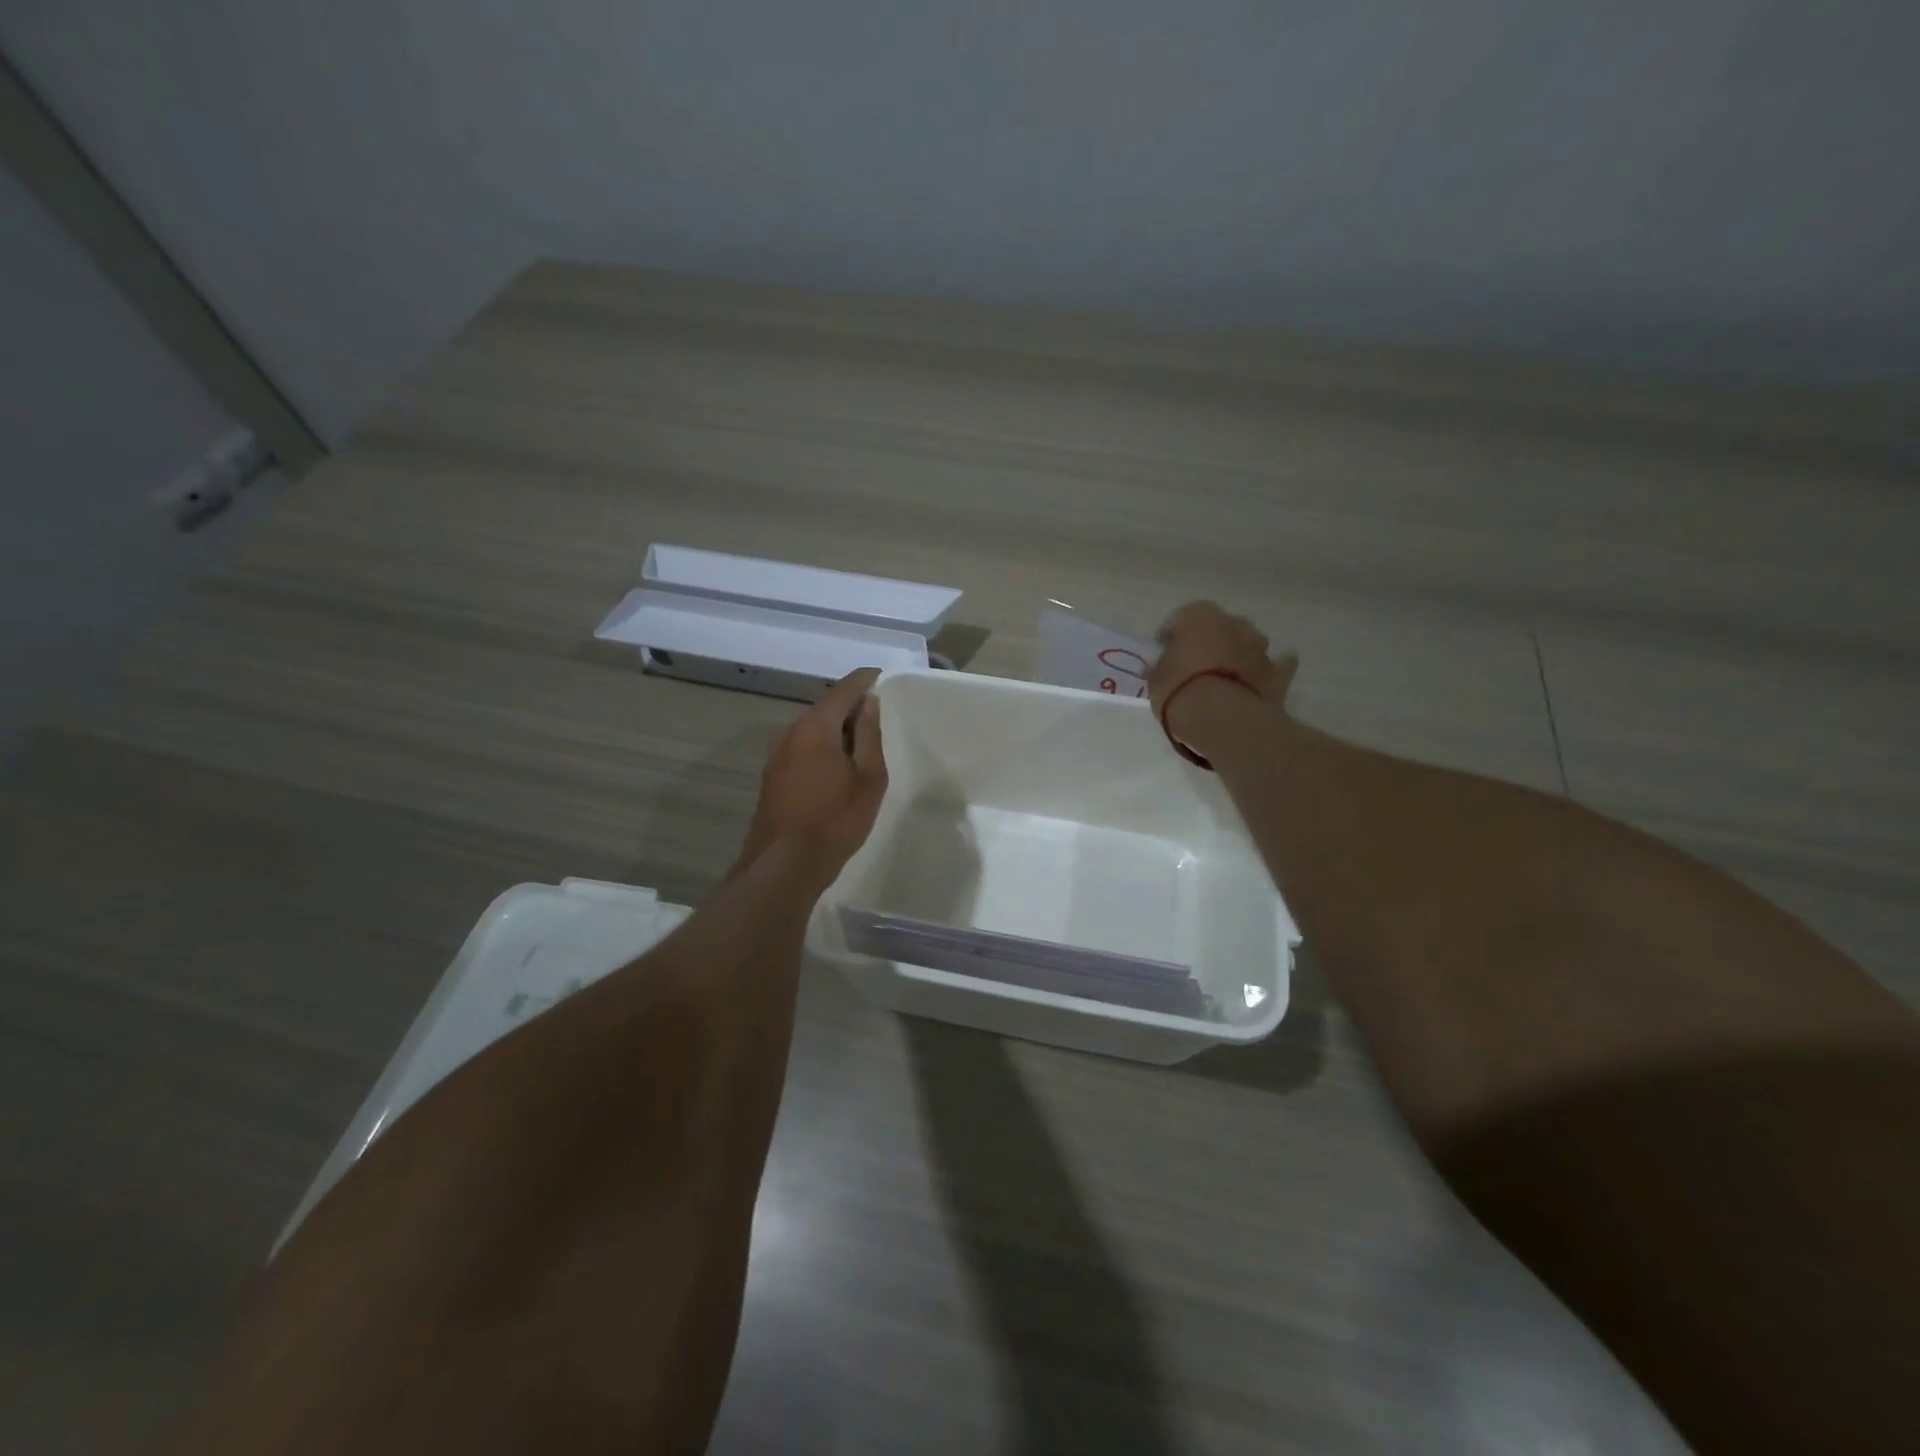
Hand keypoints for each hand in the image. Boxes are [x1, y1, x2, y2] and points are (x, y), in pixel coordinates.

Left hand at [732, 668, 887, 888]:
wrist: (784, 865)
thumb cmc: (836, 820)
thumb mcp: (868, 777)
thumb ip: (869, 735)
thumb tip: (868, 702)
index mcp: (815, 727)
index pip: (843, 690)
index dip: (863, 680)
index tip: (880, 675)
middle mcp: (790, 733)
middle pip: (824, 708)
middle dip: (849, 706)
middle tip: (876, 712)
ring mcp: (776, 756)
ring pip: (811, 730)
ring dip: (835, 729)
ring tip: (861, 741)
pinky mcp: (771, 777)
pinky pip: (801, 748)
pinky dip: (821, 746)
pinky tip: (836, 764)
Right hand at [1148, 602, 1296, 744]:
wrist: (1224, 720)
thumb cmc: (1180, 691)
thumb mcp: (1155, 680)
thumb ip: (1159, 668)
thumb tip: (1159, 666)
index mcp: (1200, 616)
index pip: (1179, 619)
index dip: (1168, 638)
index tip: (1161, 655)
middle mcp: (1233, 622)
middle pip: (1217, 628)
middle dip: (1207, 643)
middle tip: (1192, 666)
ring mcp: (1259, 646)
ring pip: (1244, 644)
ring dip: (1235, 655)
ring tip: (1221, 679)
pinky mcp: (1278, 672)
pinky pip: (1272, 667)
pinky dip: (1264, 672)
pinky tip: (1256, 683)